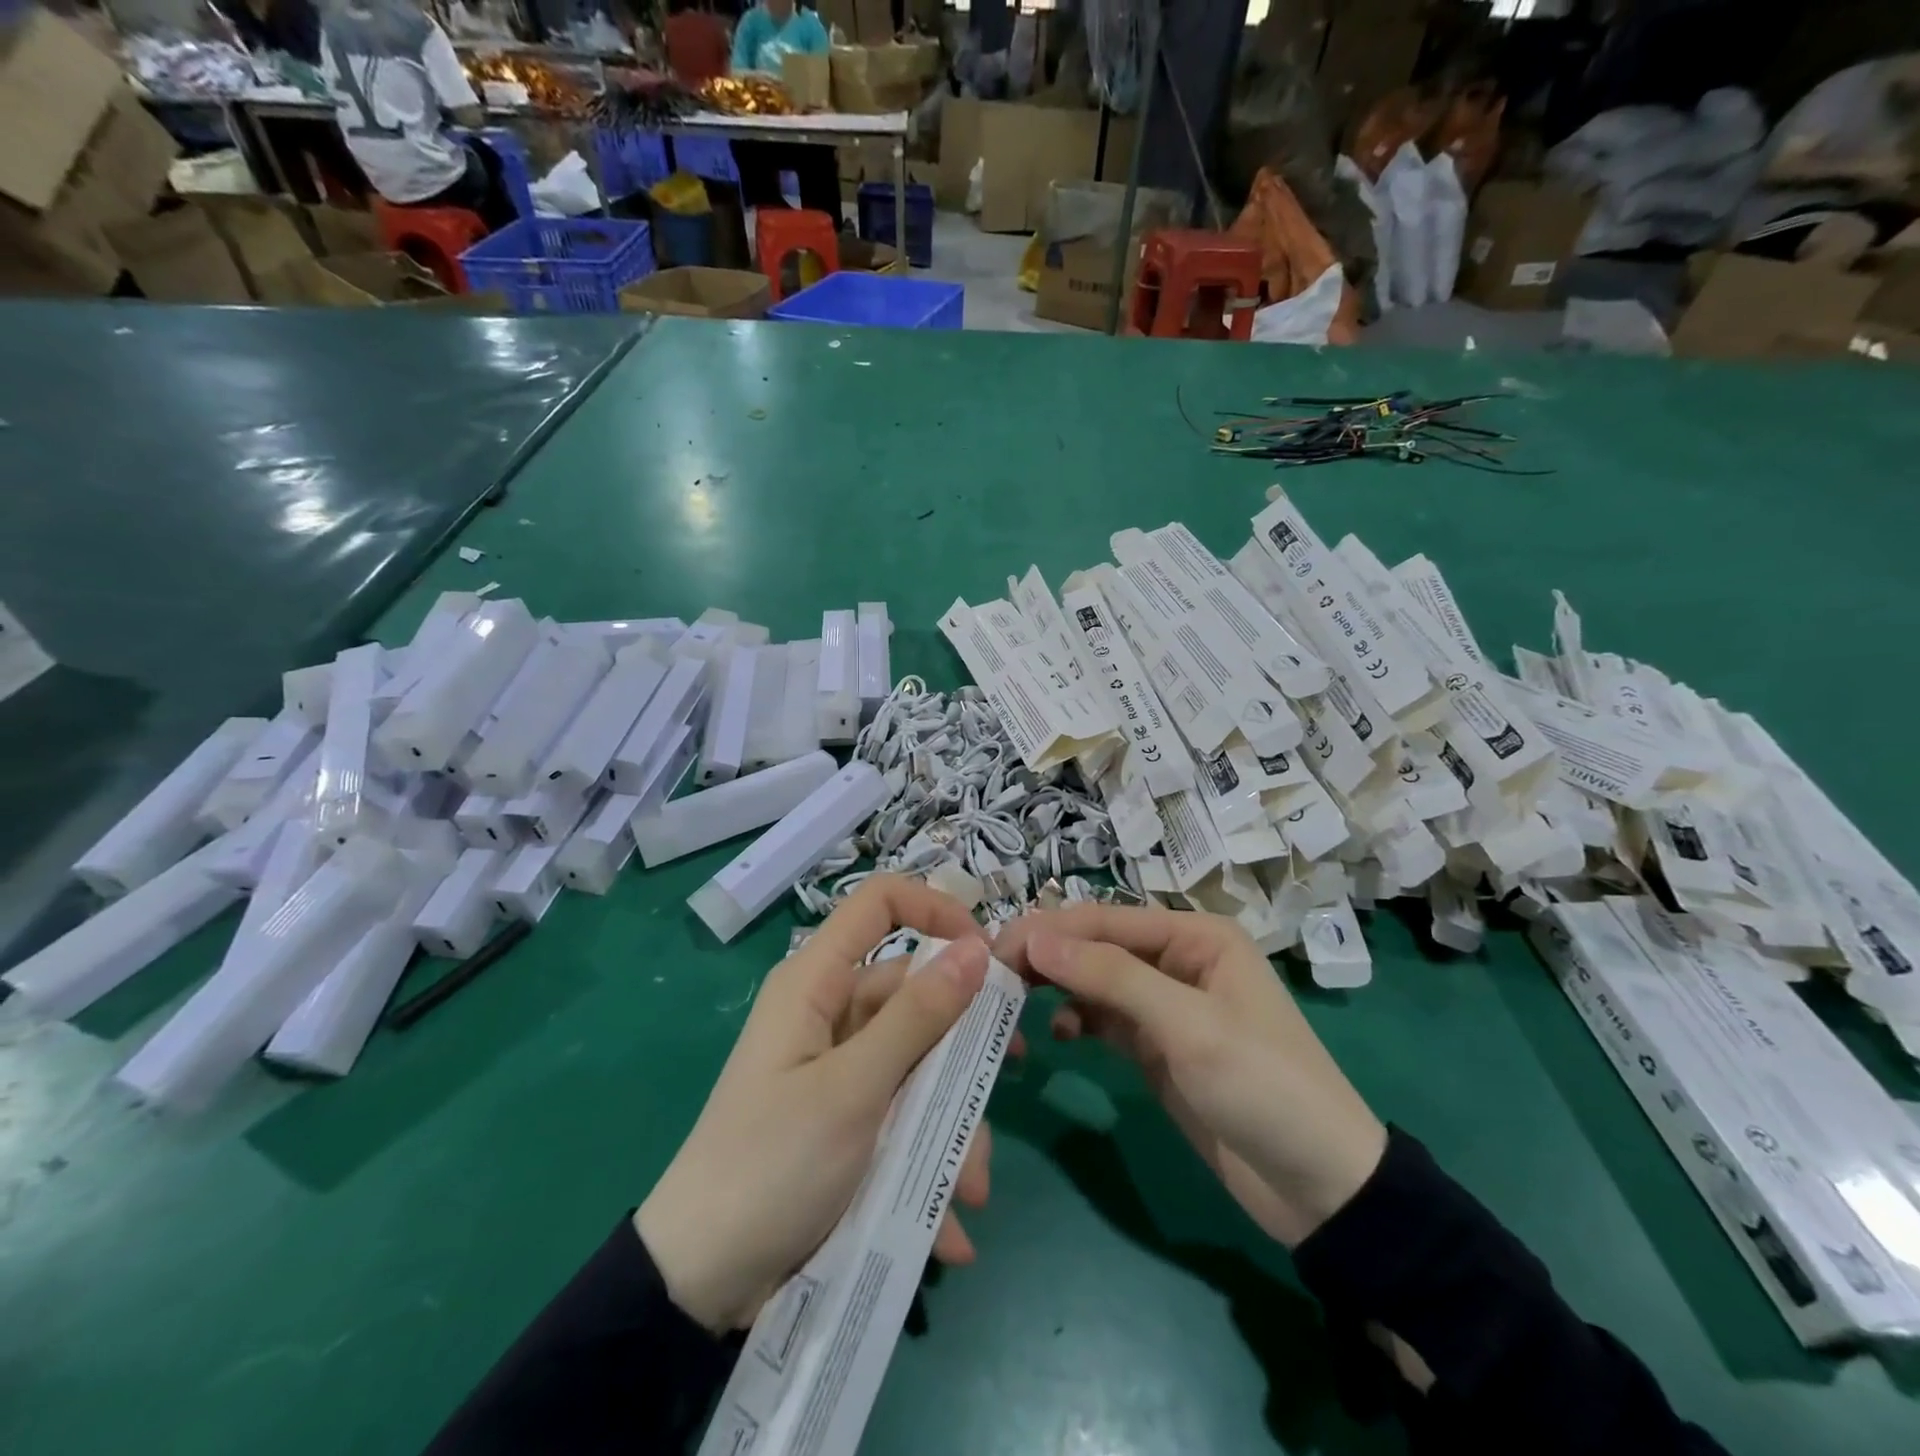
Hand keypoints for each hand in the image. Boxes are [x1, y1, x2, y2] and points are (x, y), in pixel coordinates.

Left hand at [636, 877, 994, 1332]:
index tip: (986, 954)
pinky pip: (902, 1115)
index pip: (880, 903)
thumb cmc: (772, 1164)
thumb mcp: (853, 1089)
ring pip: (917, 1063)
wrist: (698, 1285)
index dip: (935, 909)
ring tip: (969, 1189)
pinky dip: (928, 1161)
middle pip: (912, 993)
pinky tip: (947, 1226)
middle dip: (959, 1045)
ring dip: (951, 1122)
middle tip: (1006, 1076)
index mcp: (816, 982)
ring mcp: (839, 1068)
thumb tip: (976, 948)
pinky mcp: (846, 1117)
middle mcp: (829, 1012)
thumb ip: (918, 1016)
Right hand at [995, 903, 1386, 1248]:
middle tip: (994, 976)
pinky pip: (1104, 1018)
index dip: (1050, 930)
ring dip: (1058, 987)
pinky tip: (1059, 1035)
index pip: (1106, 919)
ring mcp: (1165, 1004)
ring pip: (1095, 980)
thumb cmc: (1263, 1087)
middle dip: (1049, 955)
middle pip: (1097, 945)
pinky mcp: (1156, 1046)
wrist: (1321, 1188)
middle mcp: (1178, 958)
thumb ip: (1111, 977)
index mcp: (1196, 936)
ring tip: (1015, 1003)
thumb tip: (1036, 937)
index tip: (994, 949)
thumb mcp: (1188, 1026)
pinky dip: (1078, 1020)